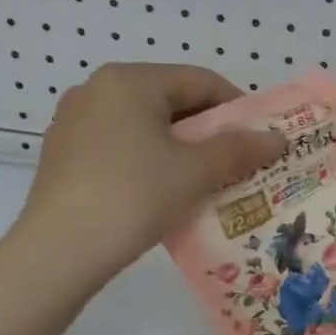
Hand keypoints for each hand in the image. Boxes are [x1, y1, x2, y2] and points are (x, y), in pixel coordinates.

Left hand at [8, 63, 286, 284]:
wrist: (58, 253)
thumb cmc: (133, 196)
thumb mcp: (196, 171)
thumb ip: (240, 149)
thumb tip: (278, 139)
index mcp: (129, 81)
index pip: (200, 81)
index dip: (238, 108)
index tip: (260, 139)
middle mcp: (97, 90)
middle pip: (172, 100)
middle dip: (210, 131)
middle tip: (239, 162)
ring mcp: (75, 122)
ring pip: (146, 126)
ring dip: (182, 148)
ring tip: (207, 181)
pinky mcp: (63, 154)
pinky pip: (121, 145)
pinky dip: (151, 161)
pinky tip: (165, 193)